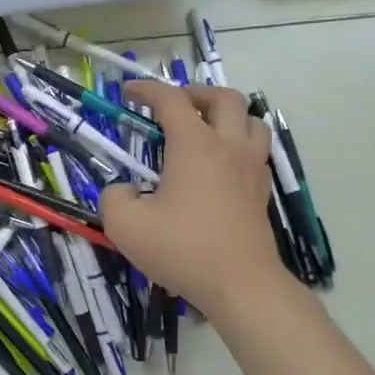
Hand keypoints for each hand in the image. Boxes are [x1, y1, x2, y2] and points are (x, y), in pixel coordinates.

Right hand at [100, 81, 283, 318]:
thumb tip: (123, 191)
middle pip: (224, 98)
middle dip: (195, 93)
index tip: (128, 92)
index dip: (147, 90)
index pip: (172, 101)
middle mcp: (228, 147)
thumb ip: (113, 198)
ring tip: (204, 129)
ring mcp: (251, 168)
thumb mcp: (126, 225)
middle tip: (173, 107)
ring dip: (226, 115)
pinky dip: (237, 143)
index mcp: (195, 145)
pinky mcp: (261, 192)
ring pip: (250, 120)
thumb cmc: (182, 249)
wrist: (240, 284)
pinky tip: (219, 164)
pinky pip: (255, 150)